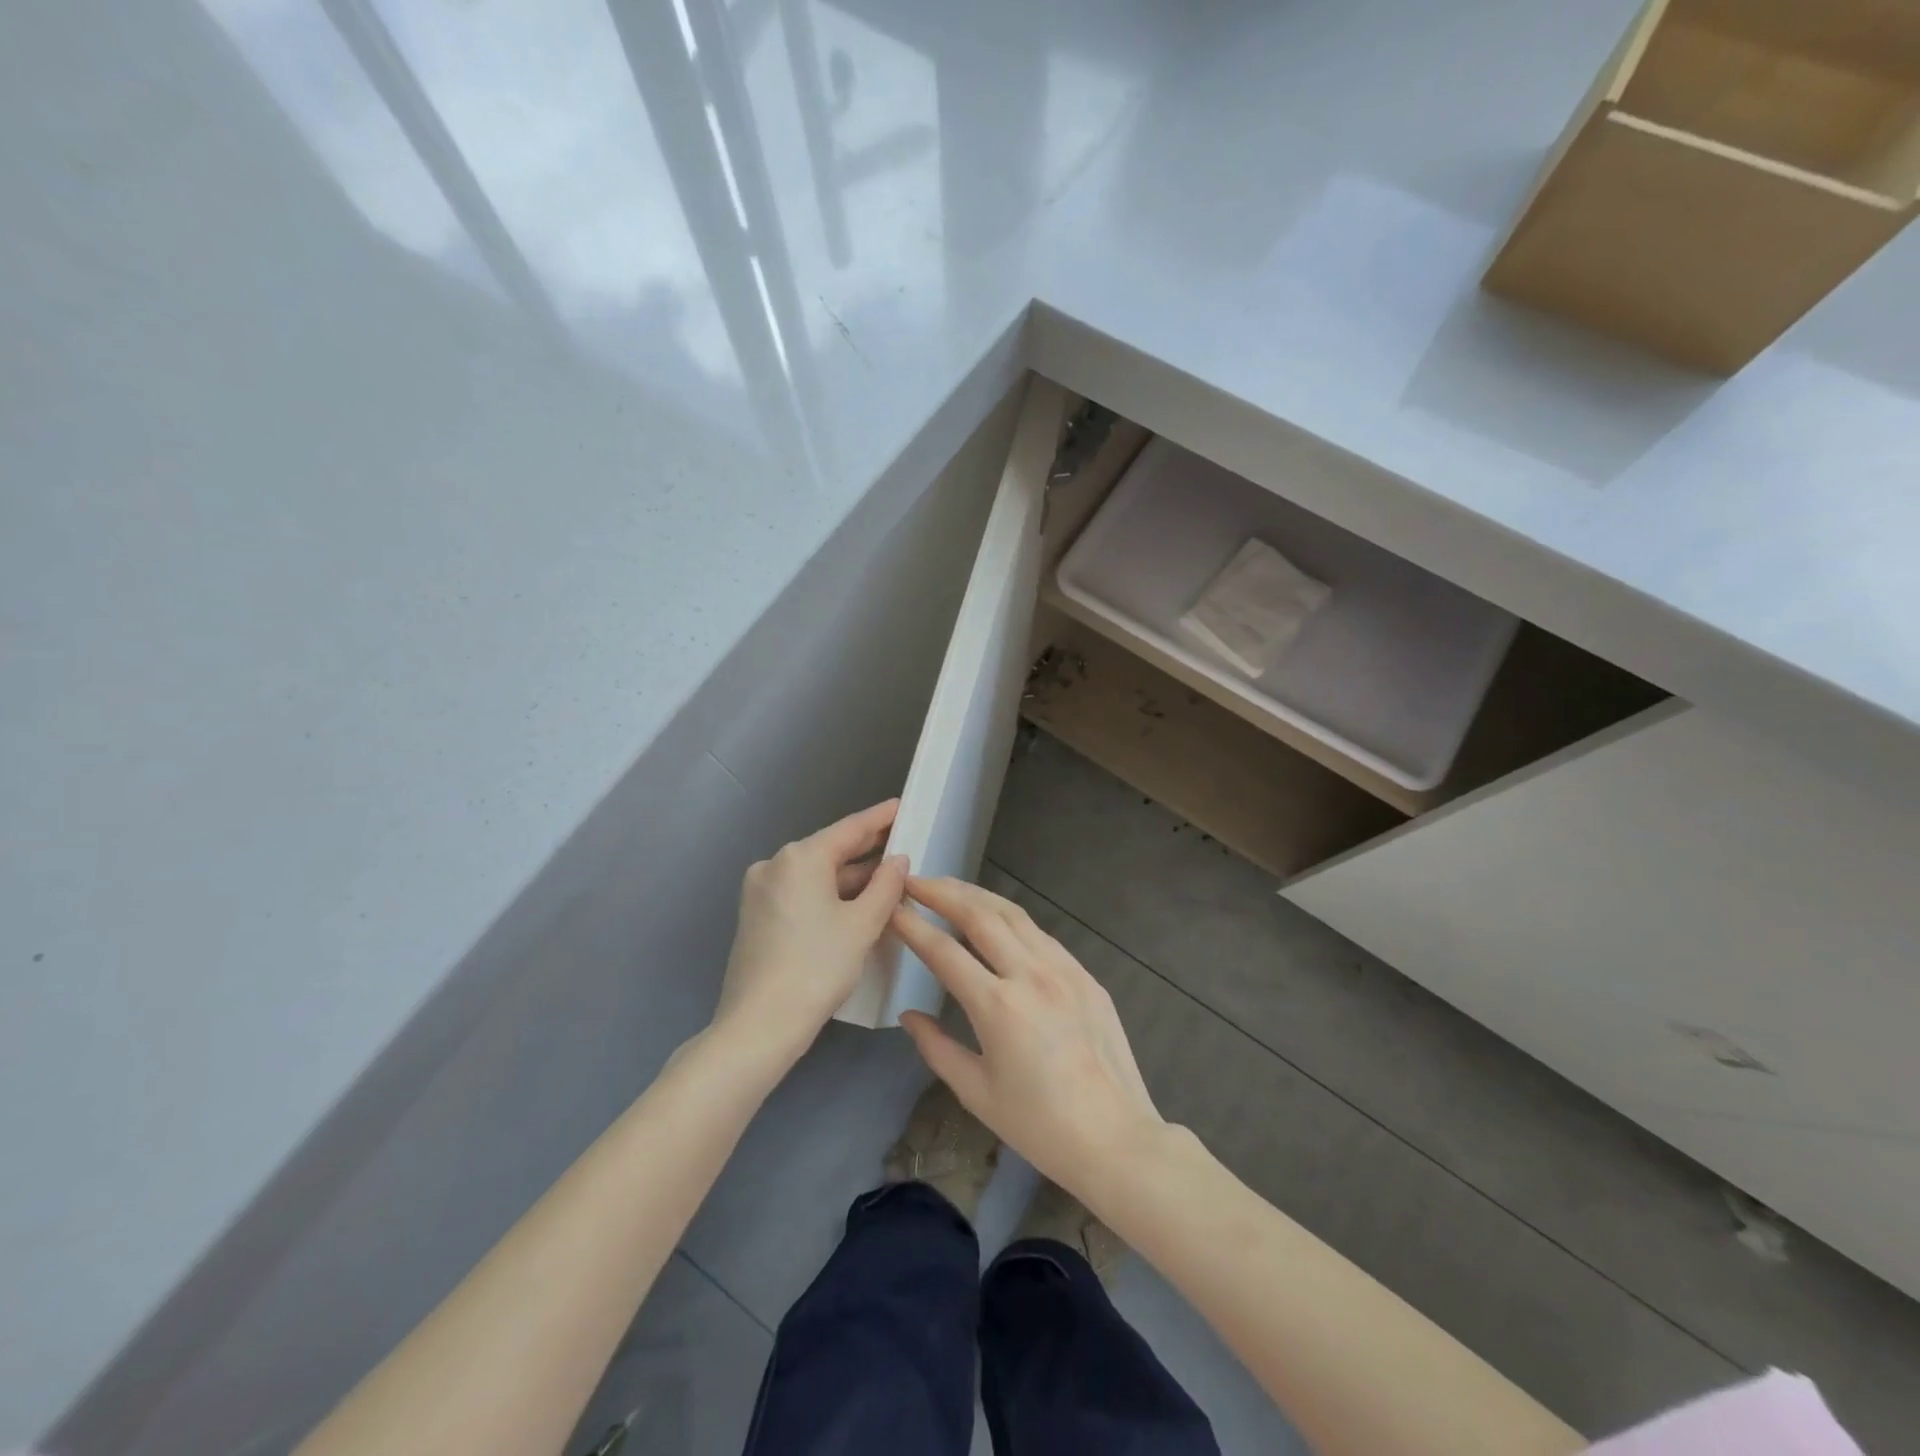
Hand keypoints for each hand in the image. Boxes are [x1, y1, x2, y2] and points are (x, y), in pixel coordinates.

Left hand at [713, 800, 908, 1065]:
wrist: (759, 1025)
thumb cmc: (818, 967)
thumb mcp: (862, 925)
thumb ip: (886, 886)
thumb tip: (898, 860)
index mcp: (800, 857)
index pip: (850, 829)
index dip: (880, 818)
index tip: (902, 805)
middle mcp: (775, 864)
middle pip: (830, 850)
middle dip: (866, 850)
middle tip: (902, 842)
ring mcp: (761, 890)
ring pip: (815, 874)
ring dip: (850, 877)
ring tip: (888, 876)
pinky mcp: (757, 915)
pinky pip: (801, 892)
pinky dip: (829, 894)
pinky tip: (856, 902)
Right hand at [893, 877, 1164, 1195]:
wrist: (1116, 1138)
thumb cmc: (1039, 1125)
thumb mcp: (976, 1093)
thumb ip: (937, 1048)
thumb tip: (910, 1014)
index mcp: (998, 1006)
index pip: (944, 951)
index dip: (914, 925)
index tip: (893, 906)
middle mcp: (1030, 975)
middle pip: (980, 915)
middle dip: (943, 892)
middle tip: (915, 880)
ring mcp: (1063, 969)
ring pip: (1014, 914)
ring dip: (977, 895)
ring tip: (950, 887)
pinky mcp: (1085, 975)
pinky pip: (1041, 934)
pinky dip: (1011, 918)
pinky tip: (998, 920)